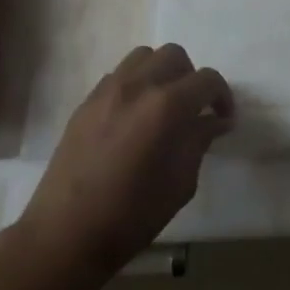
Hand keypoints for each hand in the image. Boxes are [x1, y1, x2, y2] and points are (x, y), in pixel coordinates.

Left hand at [21, 45, 232, 275]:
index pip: (207, 80)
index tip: (223, 118)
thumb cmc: (132, 215)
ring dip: (161, 73)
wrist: (66, 234)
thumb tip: (214, 121)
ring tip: (163, 106)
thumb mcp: (181, 183)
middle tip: (194, 109)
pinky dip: (136, 84)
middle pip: (174, 56)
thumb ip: (199, 142)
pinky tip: (135, 117)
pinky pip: (119, 75)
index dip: (222, 96)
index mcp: (166, 106)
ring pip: (144, 57)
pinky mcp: (86, 102)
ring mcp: (107, 90)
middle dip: (191, 78)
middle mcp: (137, 86)